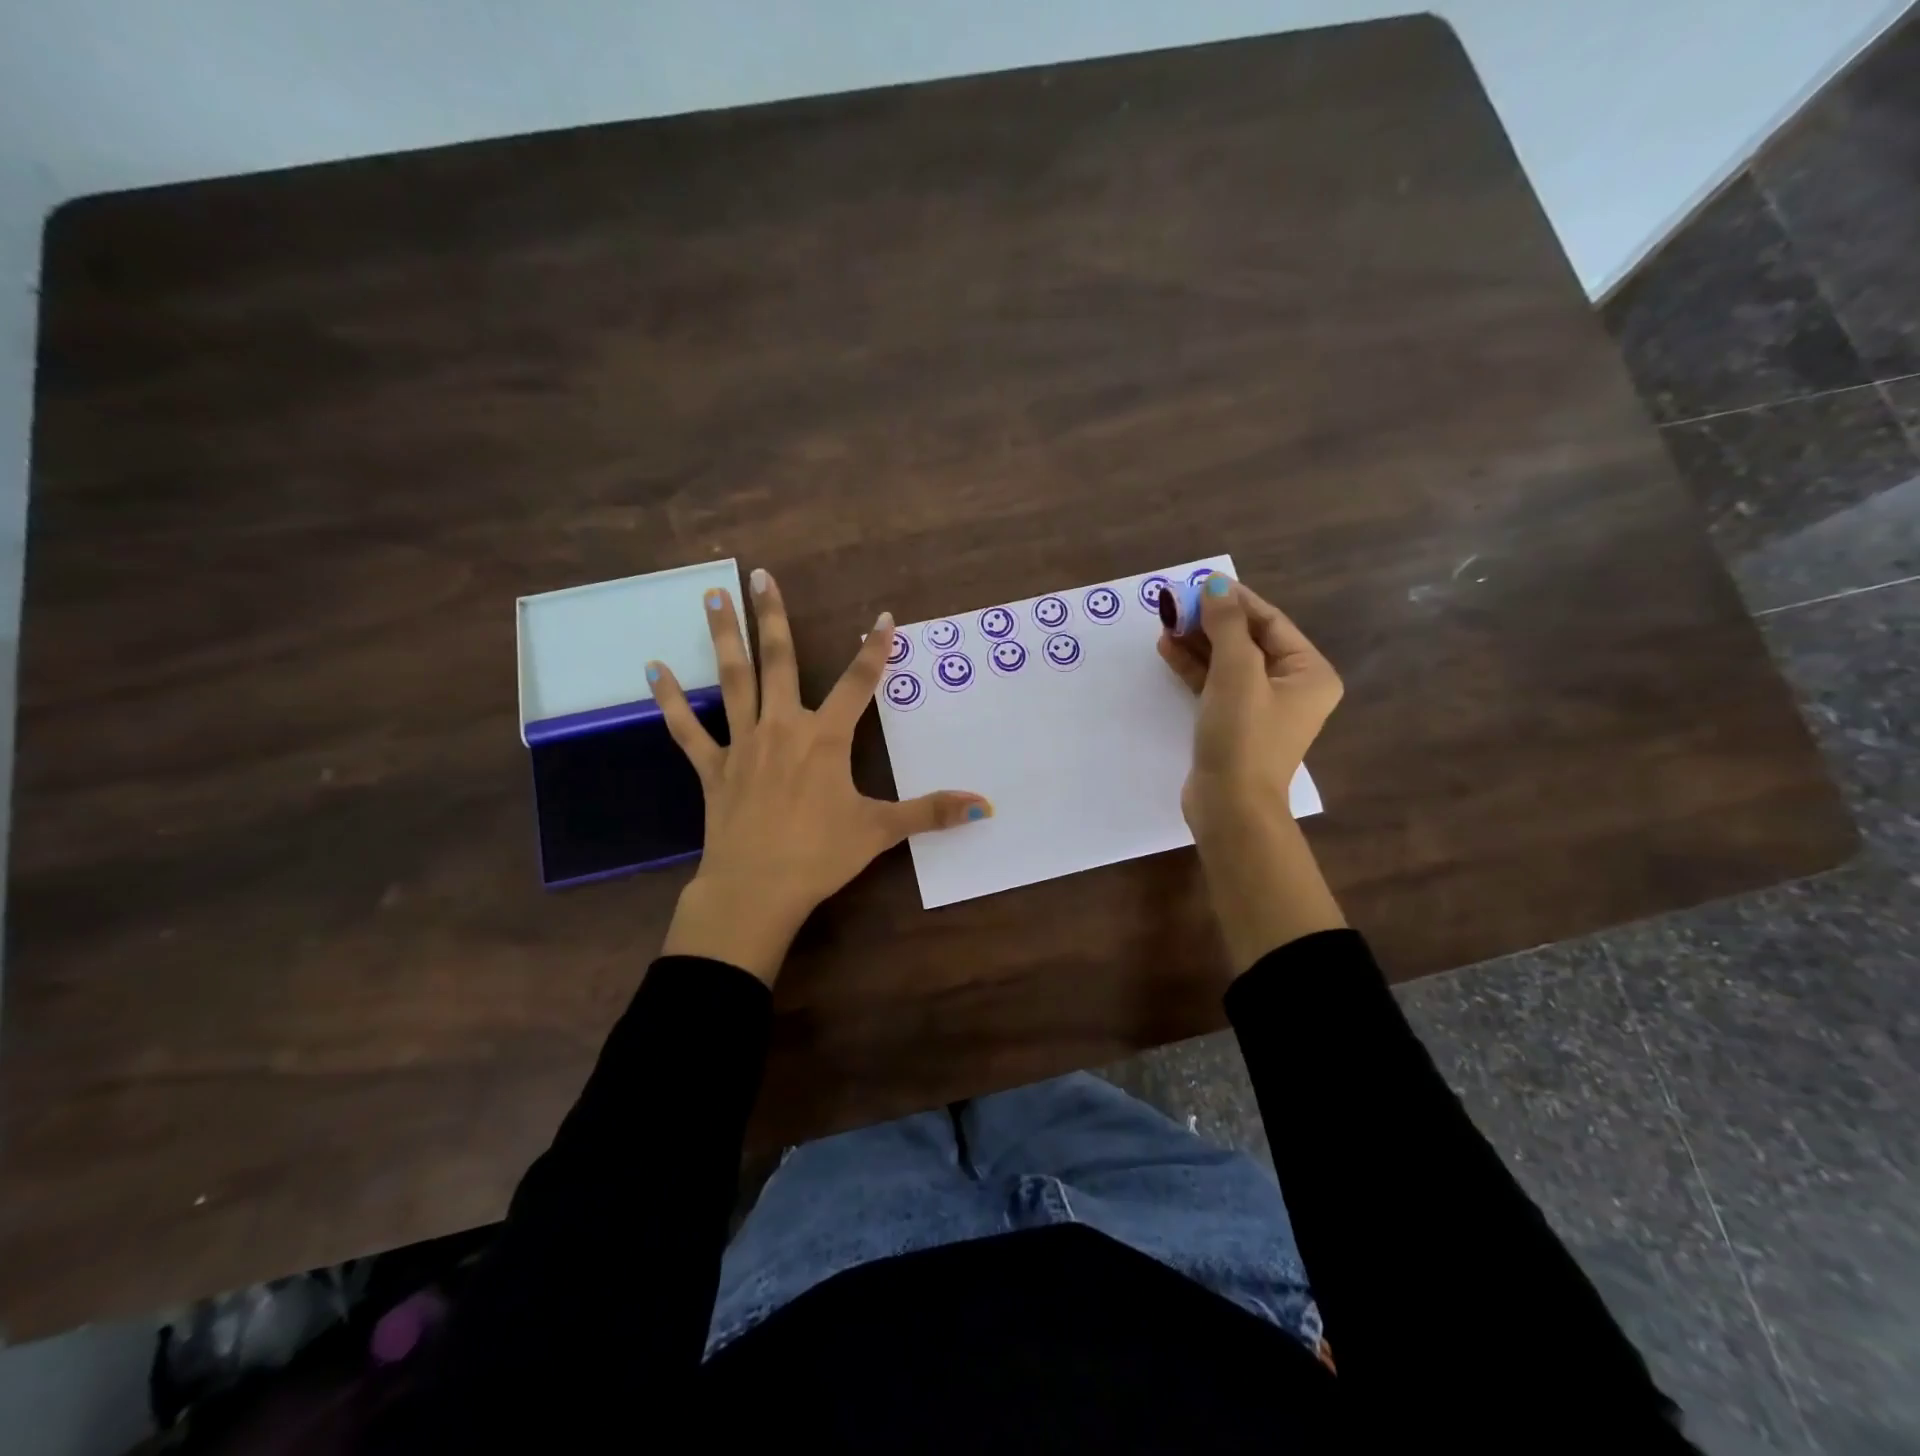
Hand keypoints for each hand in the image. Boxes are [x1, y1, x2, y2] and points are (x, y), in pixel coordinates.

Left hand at [648, 569, 989, 984]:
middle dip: (771, 616)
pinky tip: (652, 670)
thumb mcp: (880, 831)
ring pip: (732, 680)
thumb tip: (985, 805)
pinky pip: (687, 728)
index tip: (883, 617)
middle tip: (759, 575)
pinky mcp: (712, 767)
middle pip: (778, 661)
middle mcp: (782, 727)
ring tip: (712, 596)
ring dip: (723, 637)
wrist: (756, 890)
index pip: (857, 683)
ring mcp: (742, 744)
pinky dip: (670, 700)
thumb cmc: (820, 856)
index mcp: (825, 738)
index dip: (874, 650)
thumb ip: (931, 813)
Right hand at [1158, 574, 1345, 964]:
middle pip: (1247, 640)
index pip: (1270, 622)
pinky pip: (1215, 685)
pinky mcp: (1233, 723)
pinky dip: (1194, 668)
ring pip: (1227, 662)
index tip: (1200, 582)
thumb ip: (1226, 626)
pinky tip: (1168, 648)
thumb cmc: (1243, 735)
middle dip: (1211, 621)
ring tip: (1165, 621)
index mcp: (1308, 672)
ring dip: (1198, 642)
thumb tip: (1215, 585)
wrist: (1230, 805)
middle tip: (1176, 602)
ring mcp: (1261, 707)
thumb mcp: (1236, 673)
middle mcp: (1290, 687)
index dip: (1235, 600)